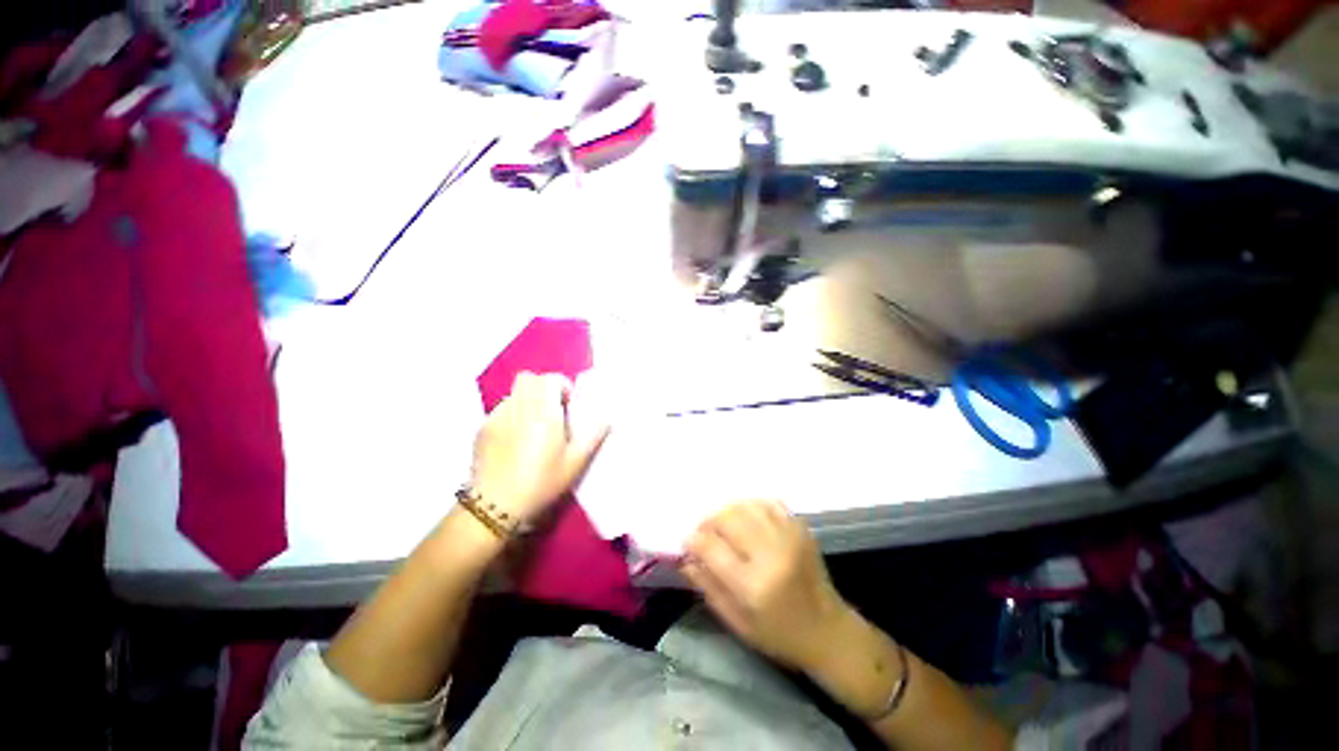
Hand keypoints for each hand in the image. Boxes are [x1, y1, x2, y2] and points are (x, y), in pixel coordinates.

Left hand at [470, 372, 609, 523]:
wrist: (496, 507)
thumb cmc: (542, 483)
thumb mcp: (576, 462)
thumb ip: (593, 434)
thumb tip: (607, 416)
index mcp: (543, 413)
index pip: (549, 379)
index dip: (562, 386)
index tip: (568, 405)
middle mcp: (518, 408)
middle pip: (528, 379)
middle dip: (543, 388)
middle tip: (552, 410)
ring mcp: (496, 417)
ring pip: (514, 394)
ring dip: (527, 401)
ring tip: (533, 427)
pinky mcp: (481, 429)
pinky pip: (500, 410)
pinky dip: (512, 415)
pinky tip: (514, 440)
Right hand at [681, 501, 849, 672]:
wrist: (827, 630)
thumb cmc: (778, 634)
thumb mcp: (736, 621)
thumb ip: (707, 586)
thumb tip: (685, 558)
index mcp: (753, 586)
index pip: (711, 547)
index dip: (693, 541)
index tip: (688, 542)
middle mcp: (771, 554)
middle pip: (727, 518)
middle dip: (709, 522)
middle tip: (705, 534)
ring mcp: (789, 537)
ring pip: (746, 506)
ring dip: (728, 512)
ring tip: (725, 526)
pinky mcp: (800, 528)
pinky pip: (768, 503)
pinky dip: (752, 507)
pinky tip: (748, 520)